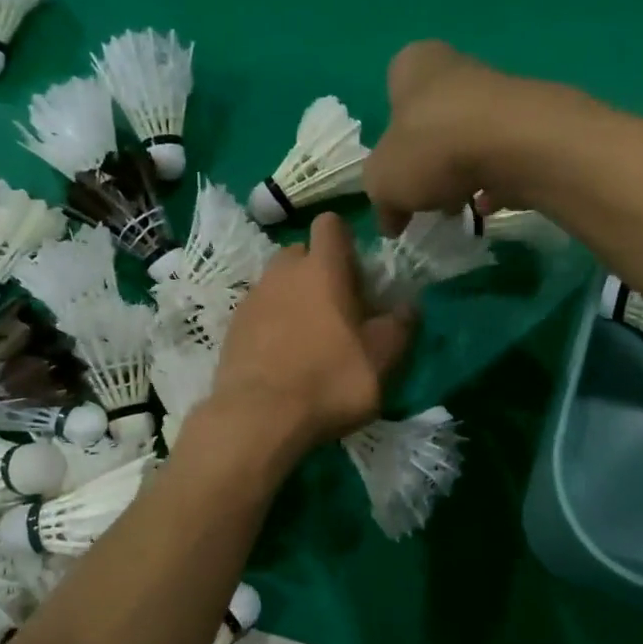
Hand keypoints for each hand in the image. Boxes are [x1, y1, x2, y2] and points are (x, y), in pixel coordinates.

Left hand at [207, 213, 414, 453]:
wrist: (259, 418)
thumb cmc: (329, 381)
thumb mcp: (381, 360)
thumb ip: (400, 327)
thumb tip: (409, 307)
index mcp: (322, 269)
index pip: (331, 225)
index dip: (346, 242)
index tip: (358, 275)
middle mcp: (282, 273)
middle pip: (301, 254)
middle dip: (318, 273)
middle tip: (337, 311)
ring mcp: (252, 300)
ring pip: (278, 285)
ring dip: (294, 301)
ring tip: (309, 340)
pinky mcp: (232, 329)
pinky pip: (259, 314)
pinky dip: (272, 327)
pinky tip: (283, 360)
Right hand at [363, 40, 590, 234]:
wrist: (516, 146)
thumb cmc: (433, 149)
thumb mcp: (383, 181)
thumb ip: (380, 198)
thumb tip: (391, 221)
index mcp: (413, 67)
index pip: (392, 96)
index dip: (388, 141)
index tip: (392, 175)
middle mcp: (457, 69)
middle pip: (432, 122)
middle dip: (427, 163)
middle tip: (423, 198)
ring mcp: (498, 95)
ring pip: (468, 141)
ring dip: (459, 176)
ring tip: (456, 208)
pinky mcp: (530, 125)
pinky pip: (501, 159)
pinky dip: (493, 182)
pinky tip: (487, 207)